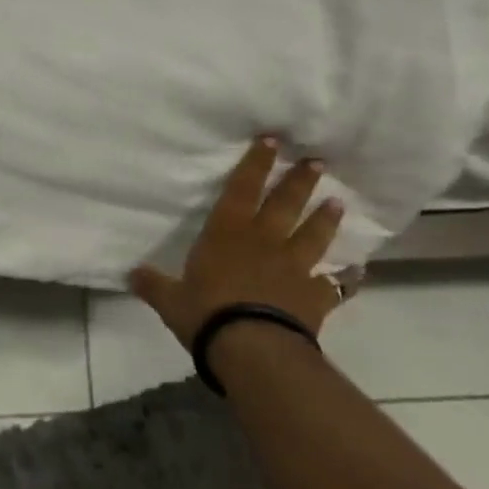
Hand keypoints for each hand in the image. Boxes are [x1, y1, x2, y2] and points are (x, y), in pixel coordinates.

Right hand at [129, 138, 353, 347]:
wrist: (252, 348)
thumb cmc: (206, 314)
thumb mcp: (170, 300)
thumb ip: (153, 284)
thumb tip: (131, 273)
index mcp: (227, 234)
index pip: (241, 189)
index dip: (255, 163)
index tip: (271, 140)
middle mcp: (263, 242)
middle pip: (284, 204)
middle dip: (298, 181)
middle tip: (316, 161)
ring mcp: (293, 268)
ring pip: (313, 236)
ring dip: (325, 219)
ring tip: (338, 203)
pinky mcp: (314, 297)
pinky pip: (335, 286)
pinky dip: (347, 281)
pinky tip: (357, 275)